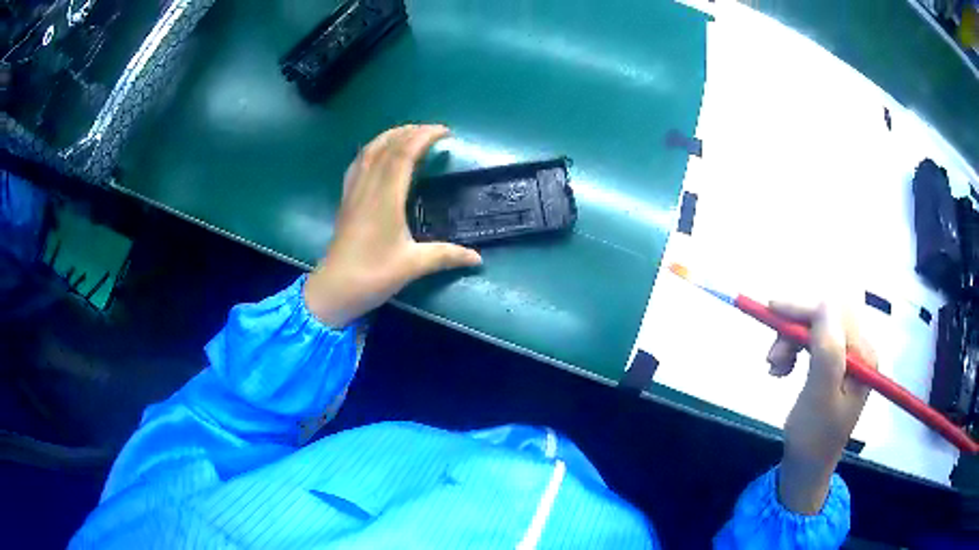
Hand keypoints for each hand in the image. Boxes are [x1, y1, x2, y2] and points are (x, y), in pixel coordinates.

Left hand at [303, 125, 481, 326]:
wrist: (333, 289)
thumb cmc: (372, 275)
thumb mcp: (413, 266)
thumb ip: (446, 256)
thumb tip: (478, 258)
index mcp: (385, 198)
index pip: (403, 154)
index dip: (423, 136)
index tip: (445, 132)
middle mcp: (368, 187)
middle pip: (386, 146)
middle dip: (409, 131)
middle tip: (432, 131)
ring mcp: (353, 192)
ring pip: (369, 151)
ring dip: (390, 136)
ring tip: (409, 134)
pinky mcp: (346, 200)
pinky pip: (358, 164)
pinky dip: (372, 150)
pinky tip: (379, 153)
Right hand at [766, 302, 876, 514]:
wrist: (807, 468)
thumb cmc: (812, 439)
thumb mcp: (819, 396)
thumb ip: (827, 350)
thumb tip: (823, 303)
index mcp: (863, 355)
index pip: (835, 313)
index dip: (803, 309)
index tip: (770, 312)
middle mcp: (860, 350)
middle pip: (826, 318)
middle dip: (795, 329)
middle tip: (771, 358)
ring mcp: (849, 357)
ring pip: (817, 328)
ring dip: (792, 341)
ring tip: (775, 368)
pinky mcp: (837, 365)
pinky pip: (814, 342)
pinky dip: (795, 349)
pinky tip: (784, 368)